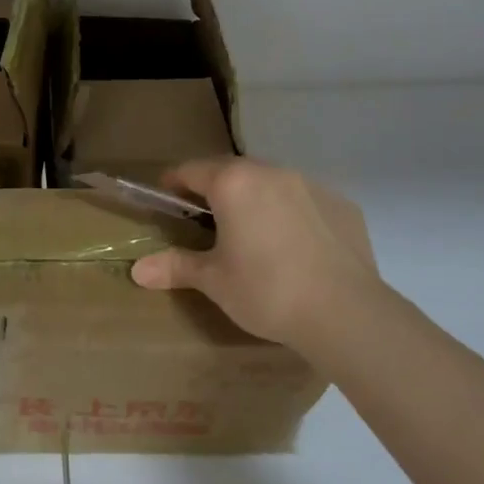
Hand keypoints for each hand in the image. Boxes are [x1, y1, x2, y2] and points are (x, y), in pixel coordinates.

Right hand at [130, 157, 384, 357]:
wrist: (347, 313)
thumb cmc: (267, 291)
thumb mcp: (214, 281)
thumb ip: (176, 267)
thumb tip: (137, 271)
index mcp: (233, 183)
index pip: (192, 170)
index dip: (174, 182)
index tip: (166, 196)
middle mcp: (270, 172)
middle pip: (232, 170)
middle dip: (215, 188)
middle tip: (205, 218)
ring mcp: (310, 185)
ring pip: (271, 182)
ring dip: (255, 198)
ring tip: (251, 232)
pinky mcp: (342, 204)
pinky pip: (305, 200)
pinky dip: (292, 213)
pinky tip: (295, 247)